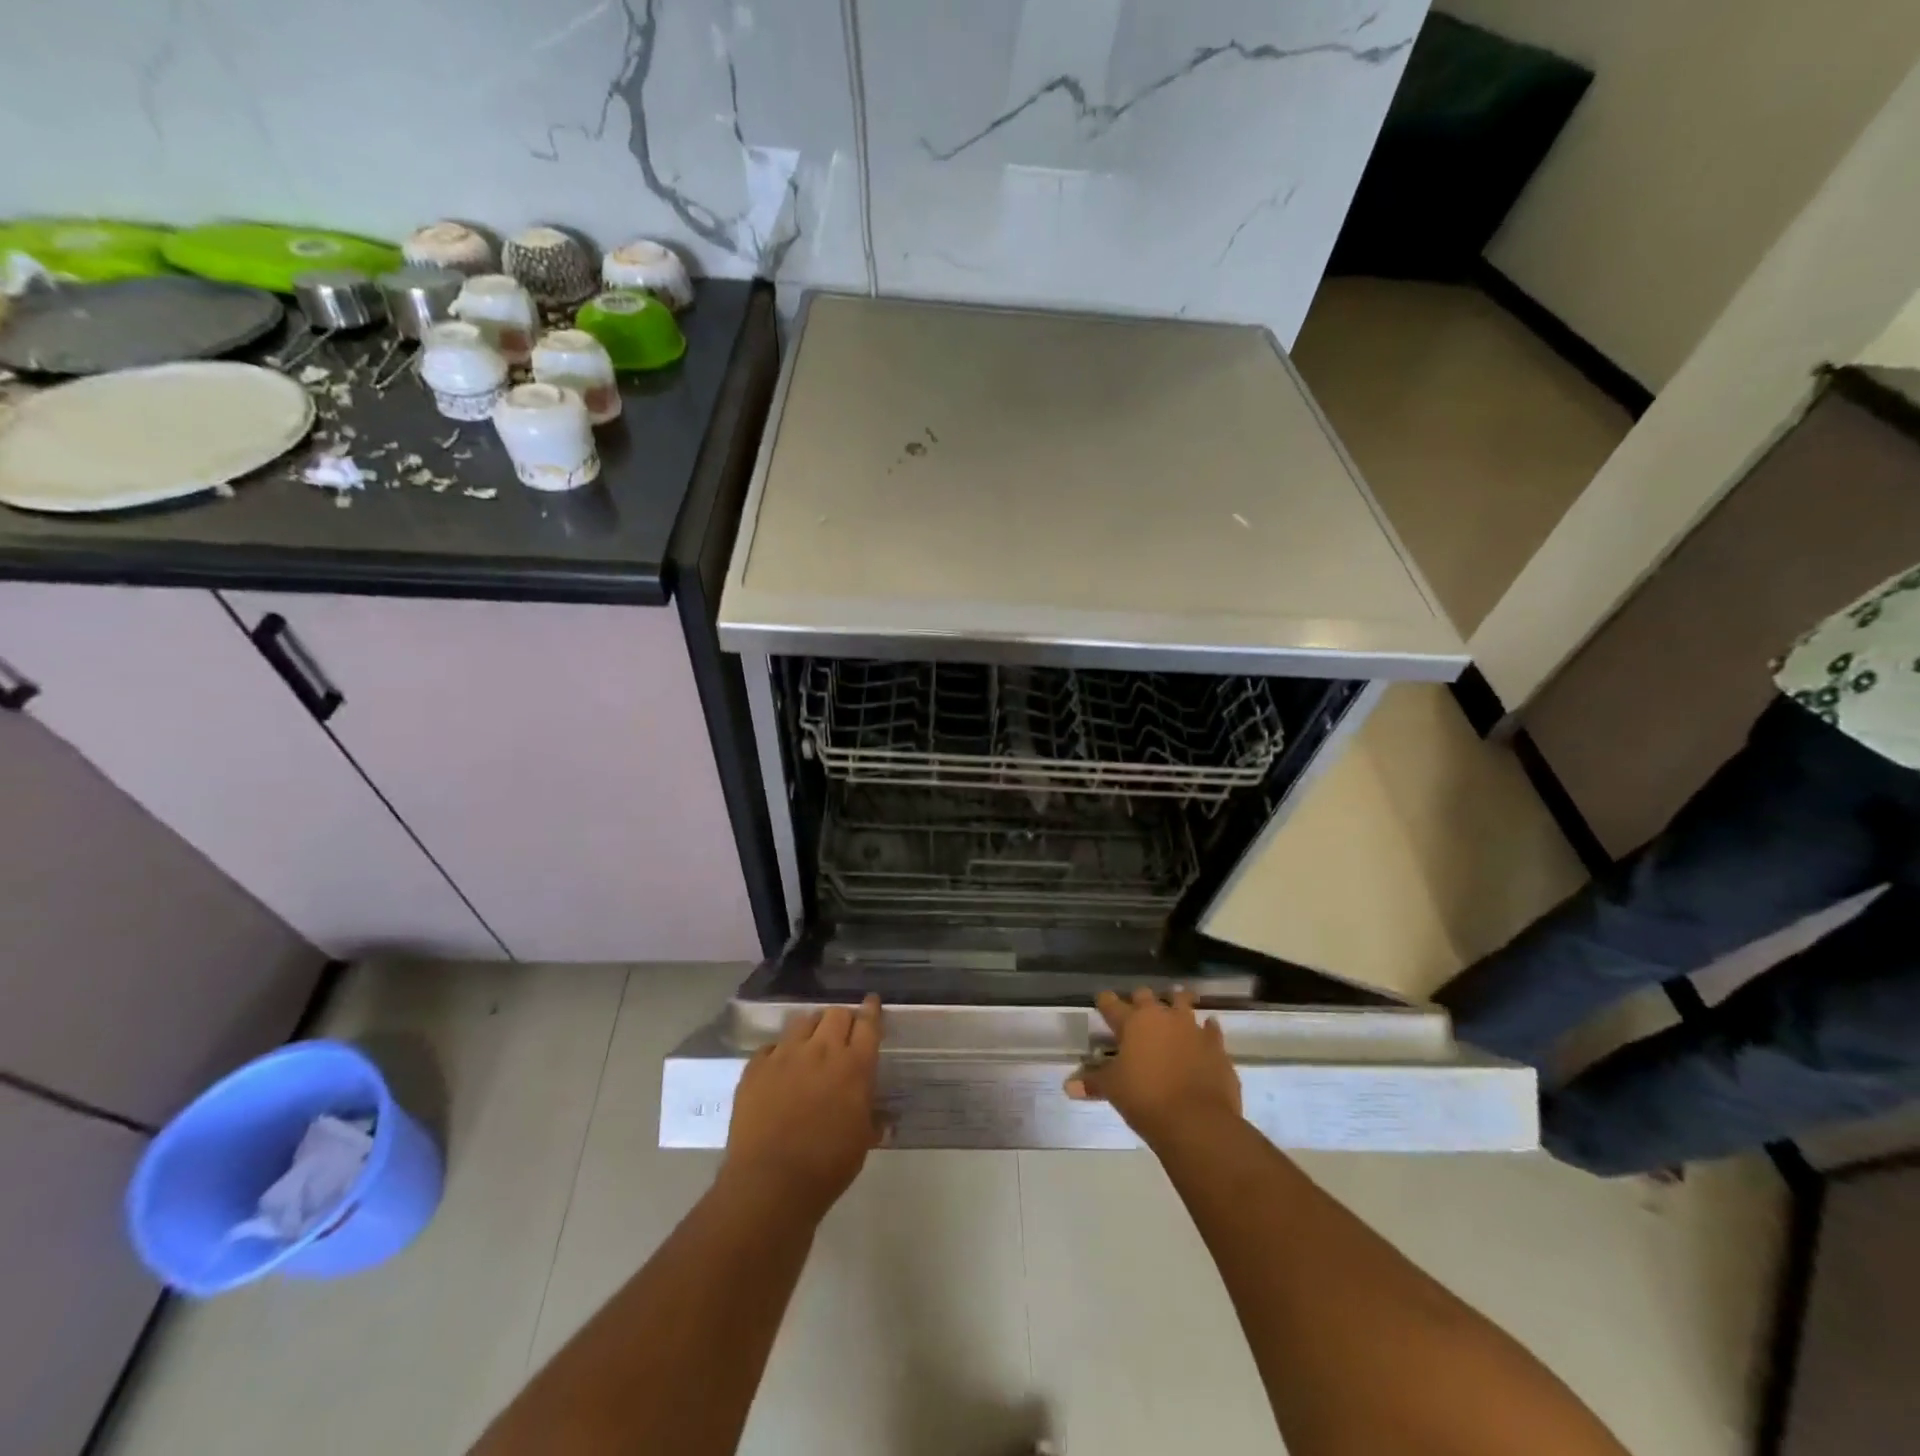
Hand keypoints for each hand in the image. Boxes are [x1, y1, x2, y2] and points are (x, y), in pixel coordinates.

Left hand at [722, 996, 882, 1220]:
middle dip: (842, 1019)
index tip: (871, 1002)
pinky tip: (779, 1068)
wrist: (770, 1183)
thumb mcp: (862, 1143)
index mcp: (854, 1066)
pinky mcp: (756, 1067)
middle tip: (842, 1034)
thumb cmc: (827, 1166)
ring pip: (803, 1021)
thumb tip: (882, 1118)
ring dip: (812, 1029)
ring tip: (810, 1045)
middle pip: (836, 1013)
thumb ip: (872, 1120)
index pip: (868, 1024)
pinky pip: (771, 1046)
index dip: (871, 1010)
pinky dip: (779, 1052)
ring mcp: (785, 1055)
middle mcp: (822, 1050)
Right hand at [1067, 989, 1241, 1147]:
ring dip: (1177, 1003)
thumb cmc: (1146, 1099)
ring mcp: (1192, 1028)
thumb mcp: (1113, 1090)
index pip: (1111, 1003)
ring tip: (1174, 1005)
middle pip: (1147, 996)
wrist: (1198, 1121)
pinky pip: (1211, 1029)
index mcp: (1133, 1022)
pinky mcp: (1216, 1046)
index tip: (1102, 1001)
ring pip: (1183, 1002)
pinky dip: (1206, 1029)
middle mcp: (1162, 1016)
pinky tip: (1205, 1032)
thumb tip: (1068, 1087)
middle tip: (1137, 1010)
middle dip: (1140, 1000)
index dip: (1105, 1001)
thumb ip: (1092, 1082)